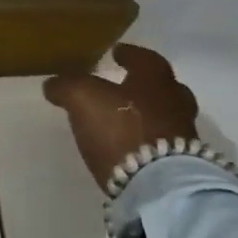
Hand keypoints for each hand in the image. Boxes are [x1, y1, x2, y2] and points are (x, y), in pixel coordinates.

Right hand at [43, 45, 199, 194]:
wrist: (158, 185)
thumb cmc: (121, 128)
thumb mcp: (81, 97)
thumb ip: (67, 85)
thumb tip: (54, 84)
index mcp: (155, 80)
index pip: (145, 59)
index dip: (130, 54)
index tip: (117, 52)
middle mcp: (175, 102)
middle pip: (164, 88)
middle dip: (144, 86)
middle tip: (125, 85)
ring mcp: (183, 135)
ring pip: (166, 116)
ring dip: (147, 115)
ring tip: (123, 119)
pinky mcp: (183, 166)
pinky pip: (163, 143)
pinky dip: (148, 139)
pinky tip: (130, 145)